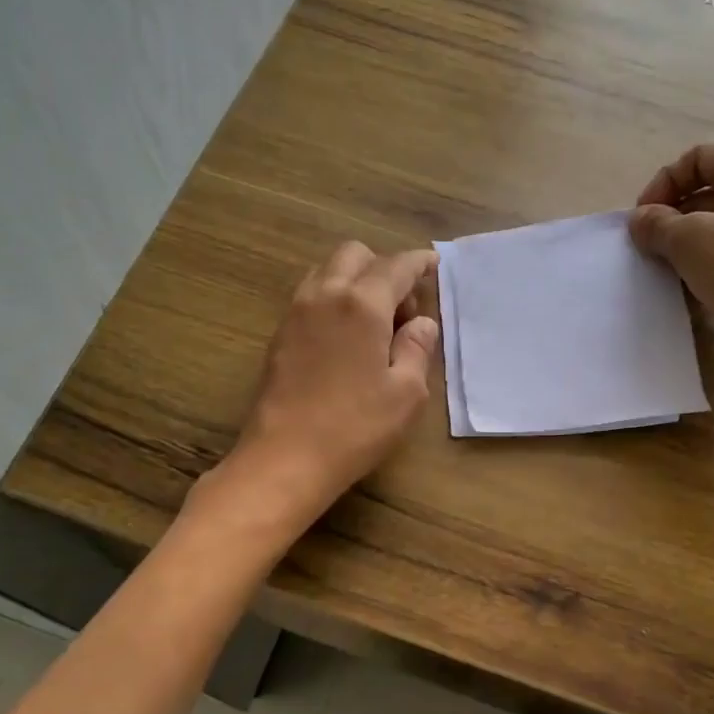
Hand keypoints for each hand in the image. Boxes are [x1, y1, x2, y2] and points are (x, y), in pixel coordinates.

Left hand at [220, 241, 439, 525]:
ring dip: (354, 280)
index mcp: (362, 303)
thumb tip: (421, 323)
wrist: (284, 458)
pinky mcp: (279, 334)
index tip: (433, 264)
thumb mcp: (406, 393)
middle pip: (355, 255)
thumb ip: (417, 349)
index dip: (419, 262)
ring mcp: (296, 313)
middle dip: (383, 267)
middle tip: (402, 309)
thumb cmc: (355, 427)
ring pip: (327, 271)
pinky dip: (333, 299)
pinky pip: (310, 296)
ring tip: (373, 322)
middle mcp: (325, 295)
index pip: (396, 266)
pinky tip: (345, 337)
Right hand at [629, 141, 713, 384]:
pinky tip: (694, 289)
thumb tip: (641, 220)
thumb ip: (657, 223)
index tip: (643, 218)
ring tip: (668, 269)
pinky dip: (711, 265)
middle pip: (713, 189)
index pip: (701, 155)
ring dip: (689, 243)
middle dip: (674, 214)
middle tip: (651, 245)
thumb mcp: (689, 240)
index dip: (665, 181)